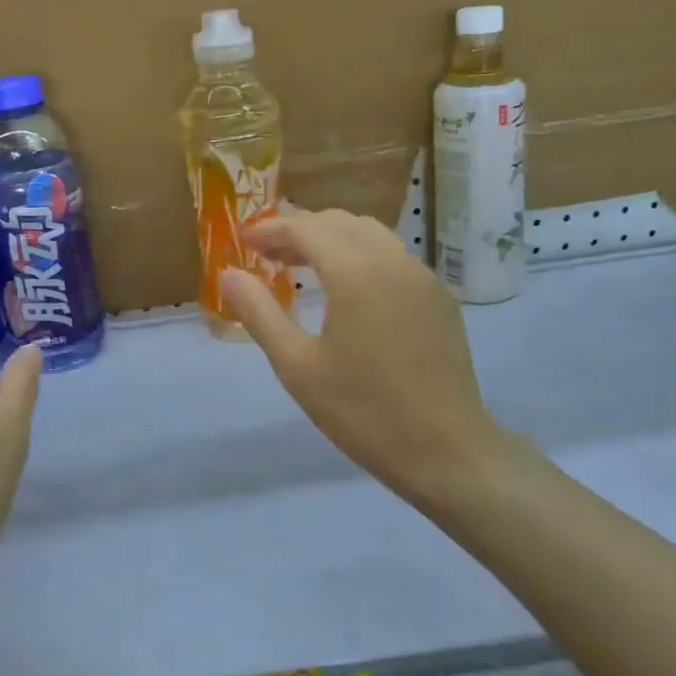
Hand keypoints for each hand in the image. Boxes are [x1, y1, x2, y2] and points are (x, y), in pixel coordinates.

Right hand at [220, 210, 504, 511]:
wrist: (447, 452)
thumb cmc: (363, 411)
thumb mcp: (297, 366)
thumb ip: (259, 312)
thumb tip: (228, 273)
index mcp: (355, 271)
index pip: (307, 228)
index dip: (272, 229)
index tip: (245, 242)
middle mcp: (393, 260)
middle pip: (340, 223)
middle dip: (301, 230)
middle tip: (269, 255)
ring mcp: (423, 277)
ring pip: (371, 235)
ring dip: (333, 239)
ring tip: (304, 267)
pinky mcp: (441, 298)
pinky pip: (395, 258)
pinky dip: (363, 256)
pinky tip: (350, 291)